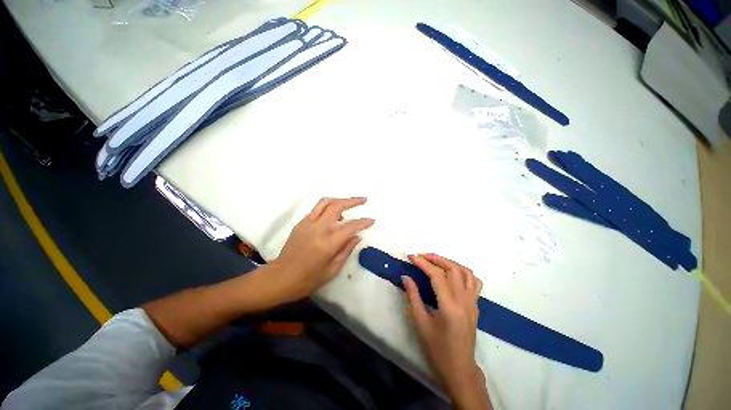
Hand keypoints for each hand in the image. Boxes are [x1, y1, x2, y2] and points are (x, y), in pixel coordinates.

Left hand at [268, 197, 373, 302]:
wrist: (280, 277)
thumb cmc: (308, 279)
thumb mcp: (332, 269)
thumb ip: (346, 250)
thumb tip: (357, 236)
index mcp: (328, 243)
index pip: (350, 226)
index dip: (363, 222)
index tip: (371, 220)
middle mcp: (318, 228)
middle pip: (337, 206)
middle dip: (353, 201)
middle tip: (364, 200)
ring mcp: (308, 223)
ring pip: (325, 202)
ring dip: (340, 199)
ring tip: (349, 202)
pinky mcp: (301, 223)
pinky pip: (317, 209)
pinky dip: (328, 207)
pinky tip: (334, 214)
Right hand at [403, 254, 490, 409]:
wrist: (459, 370)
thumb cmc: (437, 350)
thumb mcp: (421, 323)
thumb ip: (413, 296)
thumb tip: (406, 277)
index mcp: (450, 307)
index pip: (437, 275)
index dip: (423, 263)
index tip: (411, 257)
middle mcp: (464, 301)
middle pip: (453, 269)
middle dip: (436, 258)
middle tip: (421, 256)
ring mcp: (473, 303)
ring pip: (466, 272)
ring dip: (449, 262)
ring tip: (435, 261)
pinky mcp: (475, 306)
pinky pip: (474, 282)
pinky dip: (463, 272)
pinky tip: (452, 273)